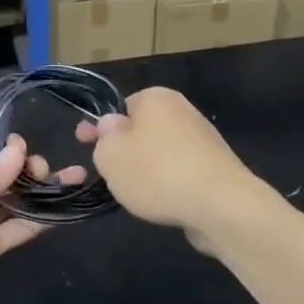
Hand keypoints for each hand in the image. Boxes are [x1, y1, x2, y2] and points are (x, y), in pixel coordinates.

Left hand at [0, 137, 84, 303]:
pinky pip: (17, 230)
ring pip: (13, 200)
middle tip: (45, 173)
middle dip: (26, 169)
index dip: (7, 151)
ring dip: (40, 191)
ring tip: (73, 179)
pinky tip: (63, 209)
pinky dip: (39, 220)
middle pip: (1, 175)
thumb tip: (19, 152)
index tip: (27, 153)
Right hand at [75, 87, 257, 248]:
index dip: (99, 125)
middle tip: (110, 172)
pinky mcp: (216, 168)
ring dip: (147, 169)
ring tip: (137, 194)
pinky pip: (181, 172)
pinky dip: (170, 184)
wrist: (221, 206)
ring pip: (161, 152)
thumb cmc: (157, 172)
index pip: (120, 106)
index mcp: (155, 98)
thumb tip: (112, 126)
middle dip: (125, 150)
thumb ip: (103, 138)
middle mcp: (182, 110)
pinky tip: (164, 203)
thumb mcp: (110, 155)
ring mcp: (203, 139)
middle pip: (141, 130)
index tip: (82, 142)